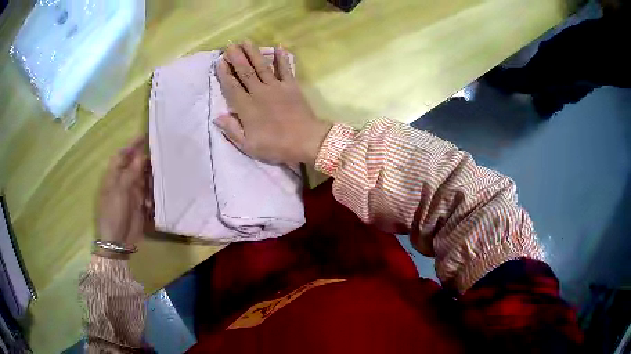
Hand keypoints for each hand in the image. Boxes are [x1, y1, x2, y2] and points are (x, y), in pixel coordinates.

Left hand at [95, 137, 152, 258]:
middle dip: (145, 159)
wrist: (117, 241)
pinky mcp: (139, 204)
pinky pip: (148, 192)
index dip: (131, 146)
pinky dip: (153, 191)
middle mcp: (122, 182)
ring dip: (151, 176)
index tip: (144, 136)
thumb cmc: (113, 214)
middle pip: (134, 165)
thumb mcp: (119, 192)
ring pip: (143, 178)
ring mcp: (131, 193)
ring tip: (162, 171)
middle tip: (160, 153)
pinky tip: (157, 192)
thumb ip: (130, 173)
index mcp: (113, 176)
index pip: (122, 156)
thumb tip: (141, 155)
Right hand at [215, 41, 331, 165]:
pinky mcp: (291, 86)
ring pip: (261, 66)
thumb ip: (232, 130)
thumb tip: (217, 116)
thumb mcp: (249, 146)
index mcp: (246, 107)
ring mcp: (276, 87)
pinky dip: (282, 58)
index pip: (232, 87)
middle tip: (230, 46)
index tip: (220, 62)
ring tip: (246, 42)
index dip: (225, 74)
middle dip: (236, 58)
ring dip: (253, 53)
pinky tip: (279, 47)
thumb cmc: (276, 146)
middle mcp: (259, 92)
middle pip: (245, 72)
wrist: (305, 141)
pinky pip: (285, 69)